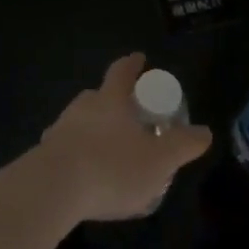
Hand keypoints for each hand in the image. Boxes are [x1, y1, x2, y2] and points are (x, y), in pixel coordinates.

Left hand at [38, 53, 212, 221]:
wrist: (52, 189)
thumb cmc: (112, 167)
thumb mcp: (159, 160)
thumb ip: (182, 145)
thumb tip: (205, 131)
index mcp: (110, 100)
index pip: (122, 71)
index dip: (132, 64)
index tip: (139, 58)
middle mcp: (82, 107)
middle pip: (98, 95)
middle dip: (112, 100)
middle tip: (127, 114)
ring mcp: (60, 129)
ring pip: (80, 121)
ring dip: (93, 129)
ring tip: (108, 150)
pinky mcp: (43, 155)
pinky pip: (65, 147)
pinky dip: (77, 154)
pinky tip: (85, 175)